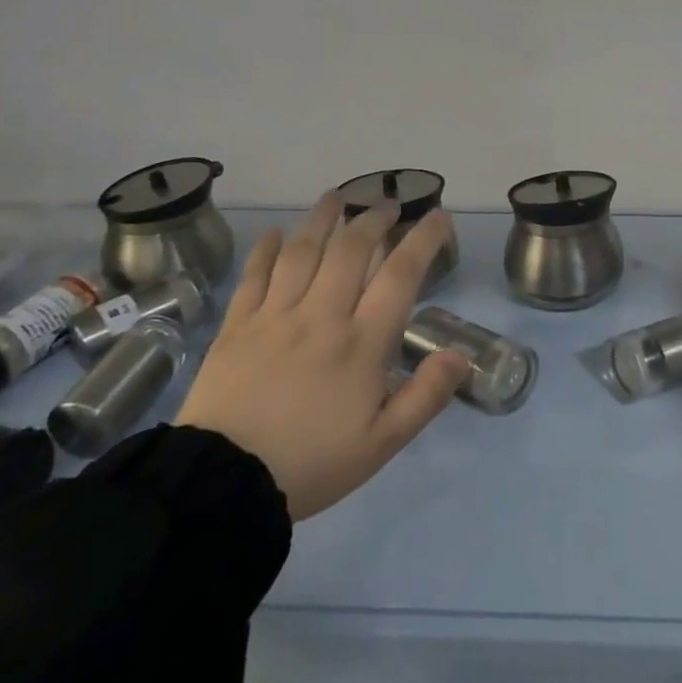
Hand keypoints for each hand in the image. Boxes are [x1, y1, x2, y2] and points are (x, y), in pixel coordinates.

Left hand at [177, 196, 469, 520]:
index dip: (423, 239)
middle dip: (373, 220)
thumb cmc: (311, 463)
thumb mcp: (382, 443)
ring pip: (303, 252)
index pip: (400, 275)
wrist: (222, 485)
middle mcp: (321, 316)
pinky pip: (254, 276)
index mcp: (362, 343)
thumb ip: (425, 397)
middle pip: (351, 250)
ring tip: (335, 197)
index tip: (438, 216)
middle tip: (386, 204)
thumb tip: (459, 355)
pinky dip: (267, 250)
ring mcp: (275, 317)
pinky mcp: (236, 326)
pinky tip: (275, 233)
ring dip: (322, 219)